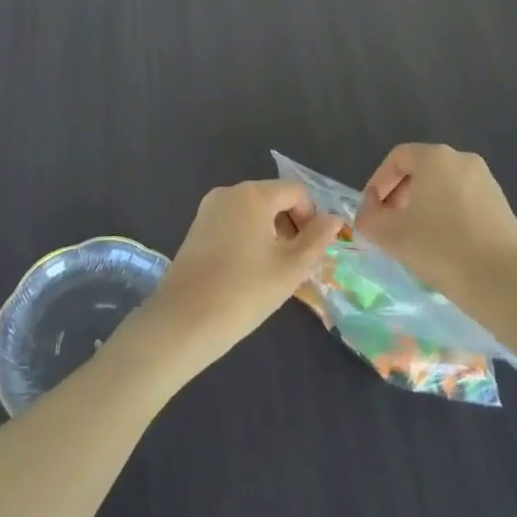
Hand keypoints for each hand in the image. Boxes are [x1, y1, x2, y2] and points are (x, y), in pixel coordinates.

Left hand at [134, 180, 342, 376]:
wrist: (182, 323)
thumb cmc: (243, 292)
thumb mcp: (290, 269)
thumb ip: (317, 239)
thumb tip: (334, 219)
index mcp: (253, 195)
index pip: (296, 192)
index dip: (312, 218)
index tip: (312, 252)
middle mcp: (229, 192)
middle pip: (274, 199)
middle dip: (291, 227)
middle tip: (295, 266)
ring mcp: (208, 210)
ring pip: (253, 213)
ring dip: (271, 235)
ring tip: (272, 274)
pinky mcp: (196, 229)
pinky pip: (233, 224)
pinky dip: (248, 240)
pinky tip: (247, 274)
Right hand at [355, 144, 516, 307]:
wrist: (502, 283)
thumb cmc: (440, 250)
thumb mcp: (391, 236)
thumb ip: (369, 219)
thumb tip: (368, 214)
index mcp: (435, 157)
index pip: (397, 158)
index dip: (378, 183)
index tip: (372, 213)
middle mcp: (463, 159)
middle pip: (421, 170)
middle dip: (400, 196)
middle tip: (390, 226)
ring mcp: (487, 181)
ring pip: (443, 186)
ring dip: (424, 207)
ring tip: (416, 239)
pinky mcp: (502, 204)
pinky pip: (464, 201)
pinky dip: (448, 216)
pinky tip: (444, 247)